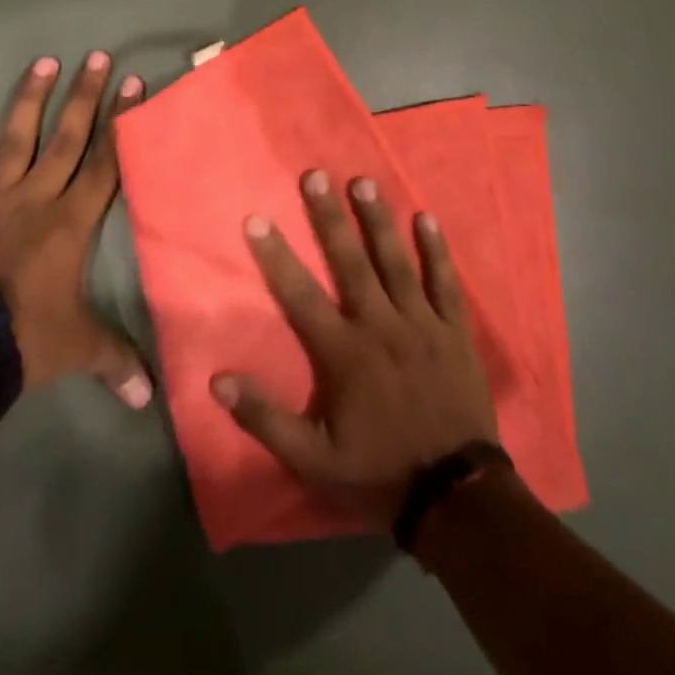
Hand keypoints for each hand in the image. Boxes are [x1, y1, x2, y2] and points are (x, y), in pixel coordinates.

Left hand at [0, 51, 152, 407]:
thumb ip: (116, 361)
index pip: (105, 163)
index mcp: (71, 223)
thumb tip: (149, 398)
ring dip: (30, 100)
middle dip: (85, 97)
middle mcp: (36, 198)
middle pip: (66, 138)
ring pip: (15, 139)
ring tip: (44, 62)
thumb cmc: (26, 340)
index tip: (133, 85)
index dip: (121, 123)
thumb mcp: (79, 349)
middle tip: (96, 57)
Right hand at [212, 170, 499, 528]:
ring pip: (397, 262)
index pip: (300, 295)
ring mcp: (421, 324)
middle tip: (315, 174)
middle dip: (329, 217)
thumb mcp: (313, 461)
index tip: (256, 218)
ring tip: (363, 182)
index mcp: (344, 353)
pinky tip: (426, 218)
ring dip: (378, 220)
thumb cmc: (378, 474)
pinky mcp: (454, 332)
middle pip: (351, 262)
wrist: (457, 500)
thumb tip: (218, 380)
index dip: (276, 256)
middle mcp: (380, 326)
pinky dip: (437, 251)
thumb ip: (265, 419)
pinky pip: (445, 284)